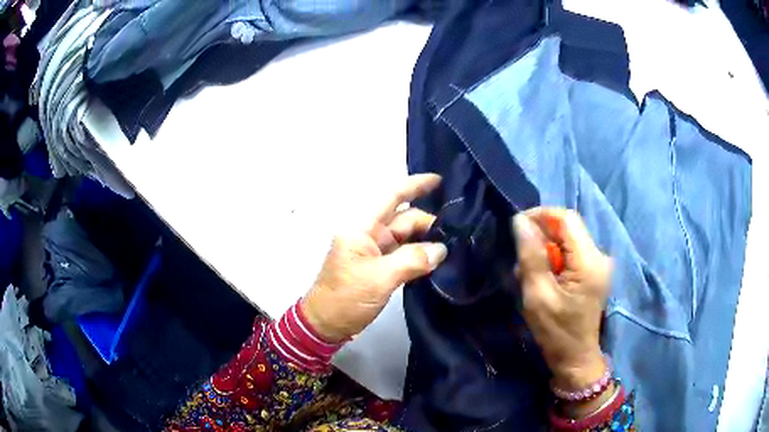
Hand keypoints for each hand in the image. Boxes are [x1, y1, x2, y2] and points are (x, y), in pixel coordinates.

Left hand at [301, 174, 447, 342]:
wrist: (325, 324)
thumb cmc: (346, 298)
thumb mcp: (380, 278)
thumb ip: (412, 260)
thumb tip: (441, 250)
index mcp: (361, 227)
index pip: (391, 197)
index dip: (415, 186)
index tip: (439, 180)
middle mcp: (368, 233)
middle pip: (403, 219)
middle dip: (428, 220)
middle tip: (459, 229)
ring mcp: (374, 251)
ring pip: (406, 237)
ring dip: (427, 239)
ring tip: (455, 242)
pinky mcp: (379, 268)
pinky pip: (404, 254)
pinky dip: (420, 255)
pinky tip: (439, 257)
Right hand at [512, 208, 611, 390]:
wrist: (576, 358)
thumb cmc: (556, 332)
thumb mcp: (538, 296)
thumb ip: (531, 257)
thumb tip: (520, 221)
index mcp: (589, 261)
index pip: (566, 219)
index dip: (541, 216)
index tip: (517, 228)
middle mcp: (599, 255)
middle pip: (568, 228)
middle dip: (542, 236)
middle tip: (521, 258)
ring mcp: (599, 263)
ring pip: (569, 239)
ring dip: (547, 249)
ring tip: (530, 273)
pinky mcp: (595, 271)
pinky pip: (572, 252)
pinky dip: (555, 259)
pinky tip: (544, 278)